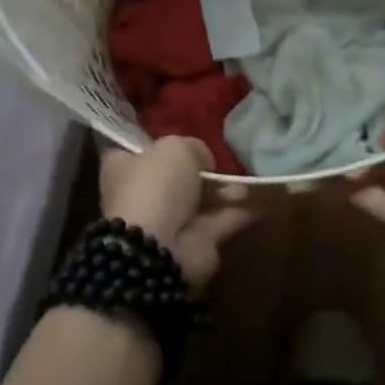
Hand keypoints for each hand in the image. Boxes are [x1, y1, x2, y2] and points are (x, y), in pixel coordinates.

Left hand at [100, 137, 255, 289]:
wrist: (159, 247)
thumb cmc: (156, 187)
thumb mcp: (176, 147)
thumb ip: (193, 147)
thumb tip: (204, 163)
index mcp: (123, 168)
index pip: (135, 151)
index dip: (156, 144)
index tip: (180, 137)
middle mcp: (142, 194)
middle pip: (174, 177)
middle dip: (200, 170)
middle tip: (221, 161)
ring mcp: (168, 221)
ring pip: (201, 200)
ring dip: (224, 192)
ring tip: (244, 184)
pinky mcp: (194, 243)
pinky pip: (221, 222)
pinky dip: (239, 213)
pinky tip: (261, 203)